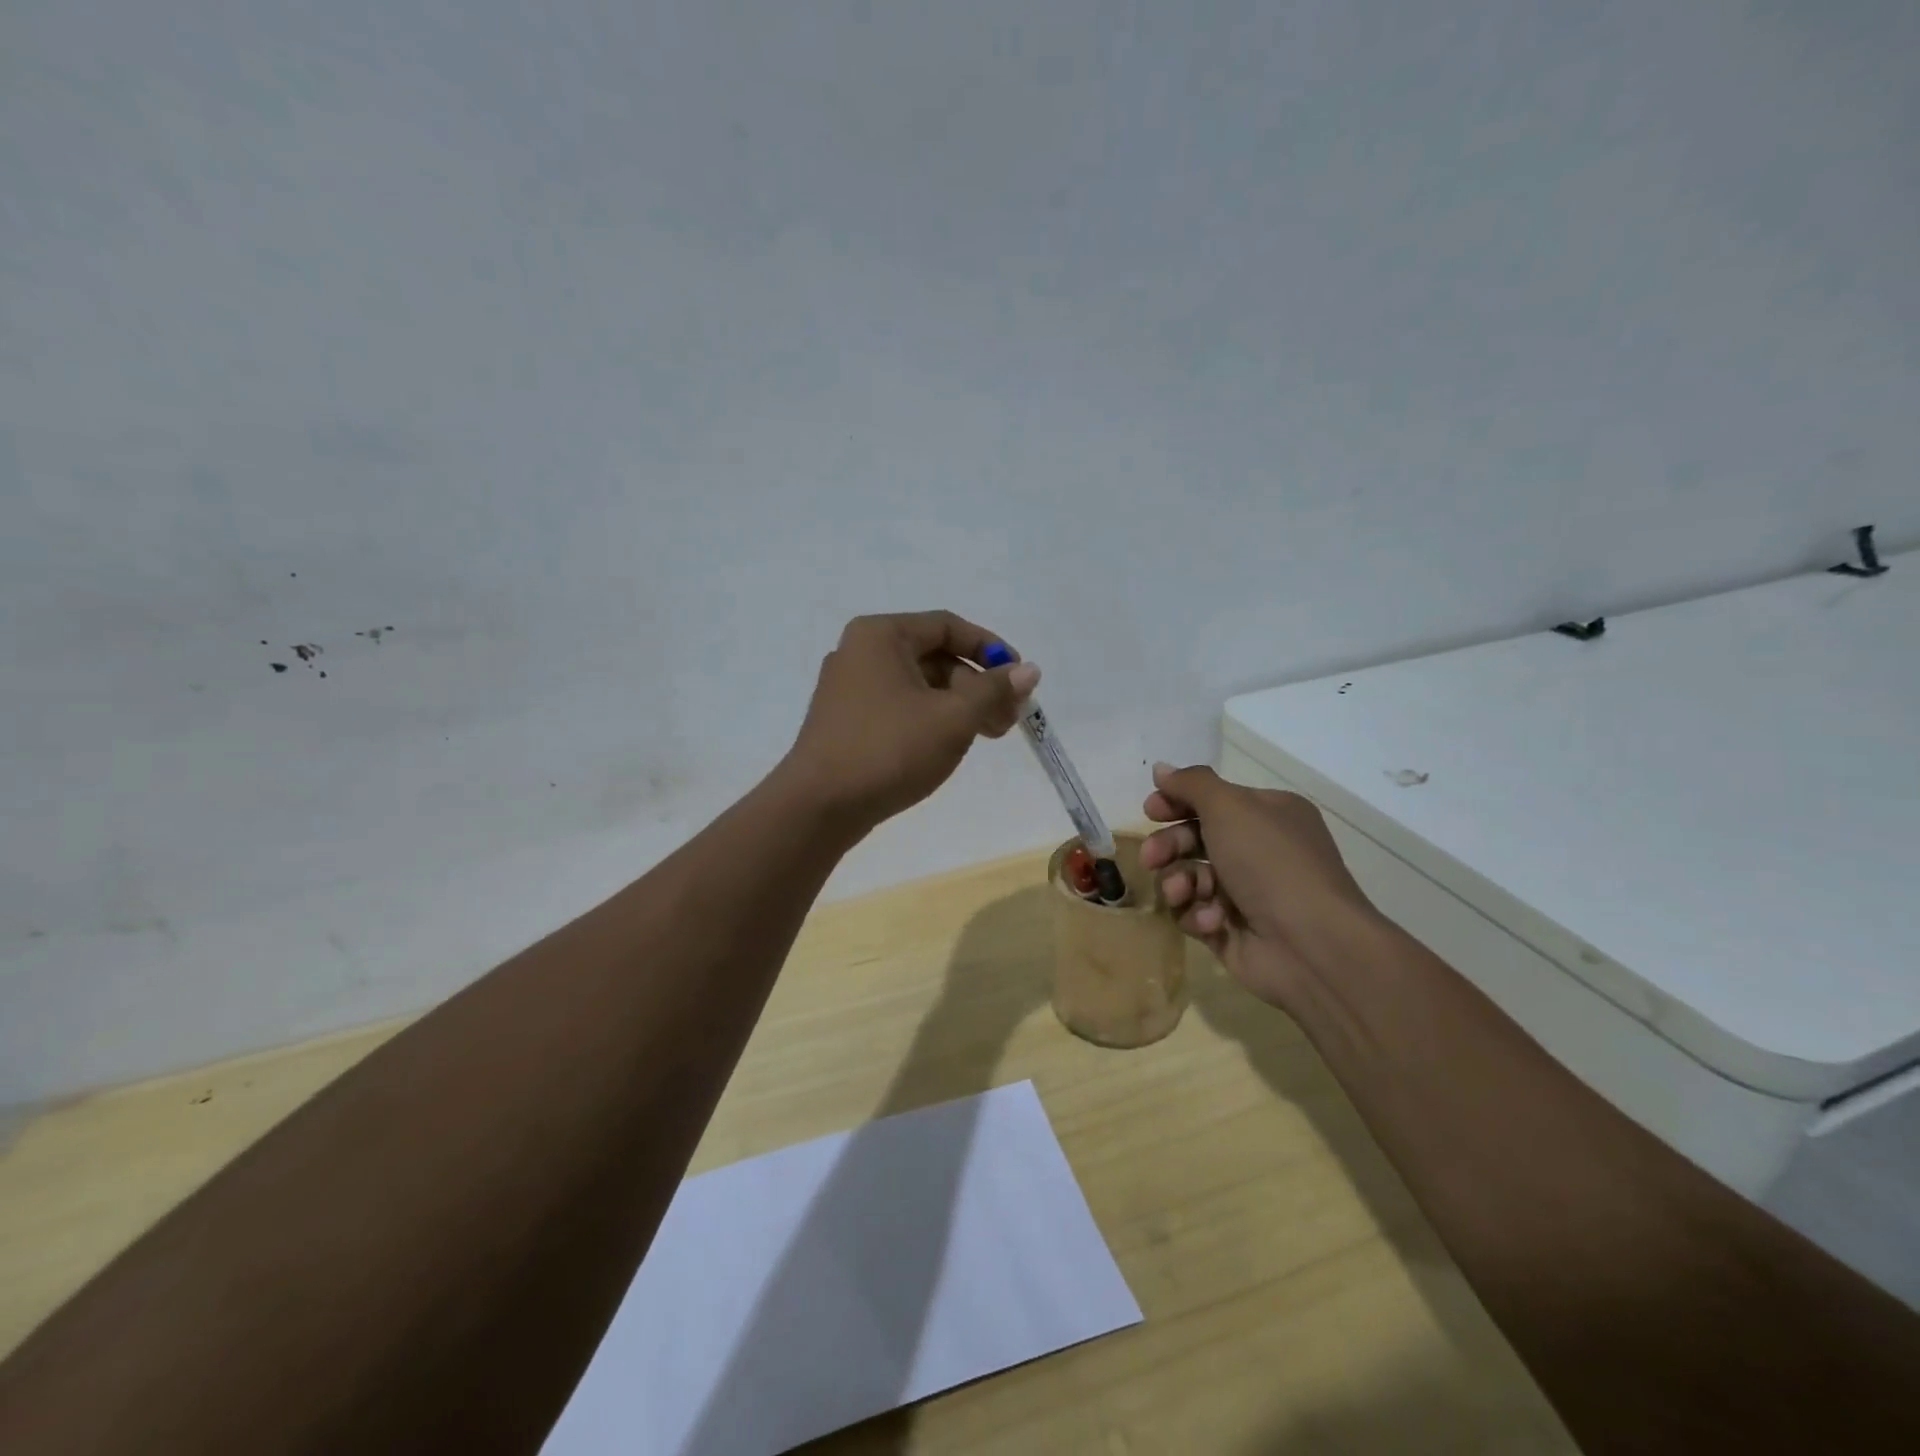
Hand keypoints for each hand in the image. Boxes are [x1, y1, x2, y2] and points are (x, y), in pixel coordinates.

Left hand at [785, 611, 1039, 830]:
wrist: (819, 806)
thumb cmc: (890, 749)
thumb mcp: (953, 717)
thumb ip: (994, 689)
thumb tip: (1029, 670)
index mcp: (881, 635)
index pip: (948, 626)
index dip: (991, 648)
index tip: (1020, 679)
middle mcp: (860, 652)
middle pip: (935, 656)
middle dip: (978, 685)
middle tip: (1008, 720)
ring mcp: (848, 688)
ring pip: (918, 685)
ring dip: (958, 706)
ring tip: (987, 736)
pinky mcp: (846, 721)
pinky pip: (899, 707)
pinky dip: (930, 719)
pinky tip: (949, 746)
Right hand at [1138, 762, 1385, 1010]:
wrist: (1310, 945)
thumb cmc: (1270, 862)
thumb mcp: (1230, 807)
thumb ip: (1191, 784)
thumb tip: (1161, 769)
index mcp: (1267, 814)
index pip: (1212, 800)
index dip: (1177, 802)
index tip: (1151, 810)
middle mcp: (1258, 850)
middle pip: (1194, 838)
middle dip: (1169, 846)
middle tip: (1151, 857)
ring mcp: (1246, 892)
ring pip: (1190, 877)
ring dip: (1179, 882)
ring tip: (1182, 892)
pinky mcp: (1232, 930)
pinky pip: (1196, 913)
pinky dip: (1198, 915)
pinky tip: (1211, 921)